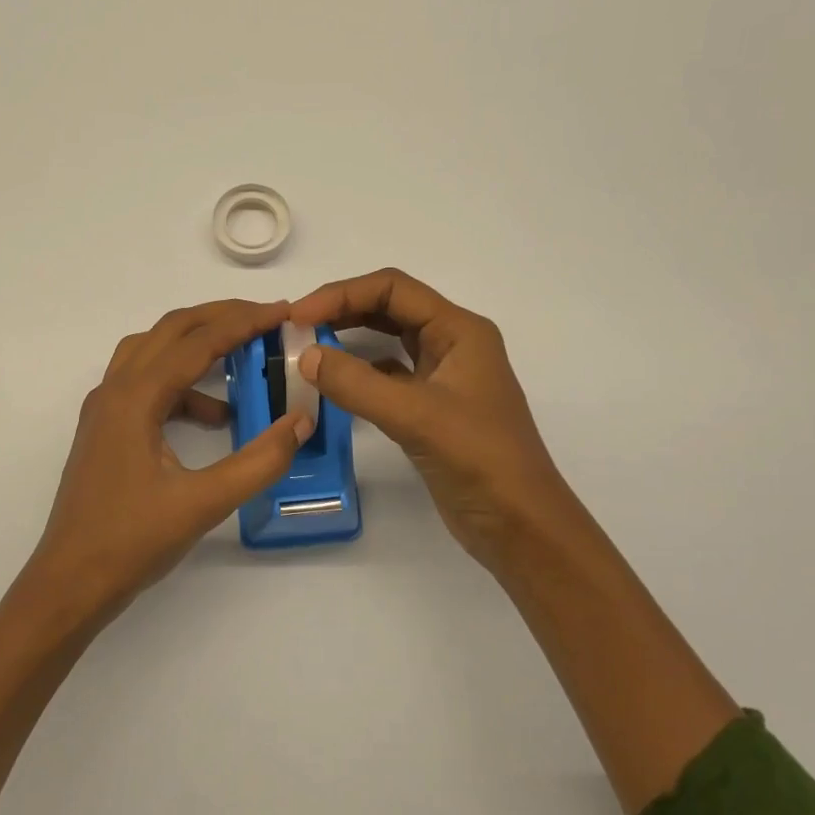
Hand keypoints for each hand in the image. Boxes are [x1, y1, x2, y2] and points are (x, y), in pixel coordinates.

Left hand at [18, 299, 312, 629]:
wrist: (70, 582)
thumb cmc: (132, 542)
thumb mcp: (204, 503)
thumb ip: (259, 461)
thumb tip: (302, 421)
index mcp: (135, 398)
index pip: (197, 342)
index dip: (244, 323)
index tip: (283, 312)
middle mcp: (115, 391)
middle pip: (170, 331)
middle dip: (220, 318)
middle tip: (267, 318)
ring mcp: (105, 409)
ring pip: (154, 352)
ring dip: (198, 346)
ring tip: (244, 356)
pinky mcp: (106, 429)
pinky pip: (147, 385)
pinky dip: (183, 386)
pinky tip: (216, 417)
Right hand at [290, 269, 576, 576]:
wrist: (519, 524)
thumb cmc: (479, 459)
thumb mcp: (415, 416)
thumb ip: (357, 384)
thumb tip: (304, 356)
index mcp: (459, 330)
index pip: (393, 289)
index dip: (342, 294)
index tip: (298, 316)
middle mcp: (452, 345)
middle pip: (389, 309)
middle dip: (342, 312)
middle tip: (294, 329)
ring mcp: (442, 378)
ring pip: (387, 342)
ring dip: (348, 340)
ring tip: (306, 349)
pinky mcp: (431, 409)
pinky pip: (388, 377)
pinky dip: (358, 375)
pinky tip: (332, 385)